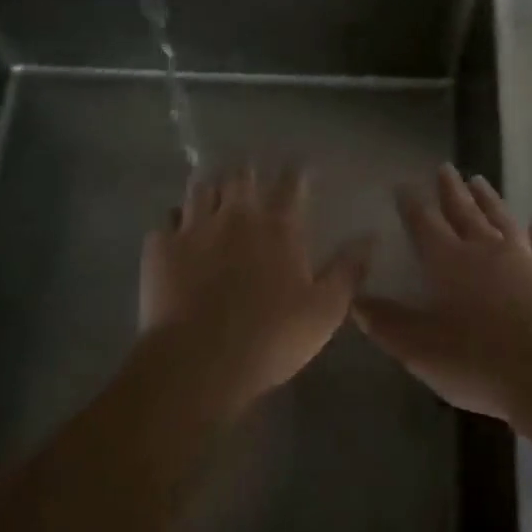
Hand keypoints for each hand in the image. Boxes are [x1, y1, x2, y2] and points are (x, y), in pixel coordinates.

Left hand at [140, 164, 372, 416]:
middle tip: (252, 178)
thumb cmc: (271, 337)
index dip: (296, 171)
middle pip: (241, 175)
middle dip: (248, 172)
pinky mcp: (160, 248)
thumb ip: (348, 270)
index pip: (290, 182)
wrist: (197, 363)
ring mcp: (194, 227)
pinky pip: (166, 220)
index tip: (299, 168)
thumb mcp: (325, 310)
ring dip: (211, 187)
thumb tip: (371, 236)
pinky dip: (175, 221)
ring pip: (201, 187)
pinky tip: (177, 230)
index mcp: (278, 226)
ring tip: (215, 193)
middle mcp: (235, 215)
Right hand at [354, 164, 531, 424]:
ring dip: (490, 201)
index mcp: (450, 262)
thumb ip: (388, 322)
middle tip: (446, 167)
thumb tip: (357, 300)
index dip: (412, 204)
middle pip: (466, 213)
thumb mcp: (419, 349)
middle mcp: (487, 252)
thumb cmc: (477, 362)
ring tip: (480, 181)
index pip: (426, 224)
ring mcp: (525, 263)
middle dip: (452, 190)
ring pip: (504, 222)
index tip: (404, 185)